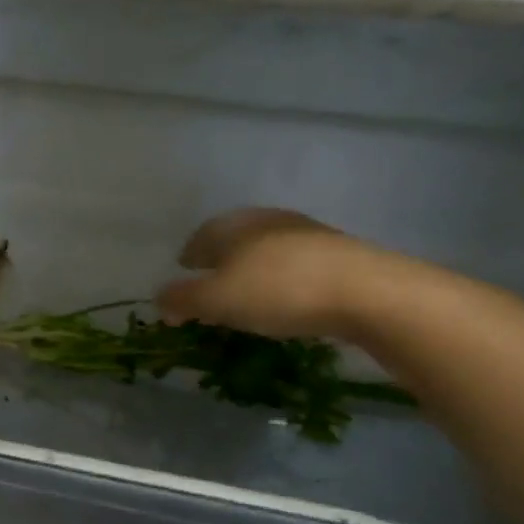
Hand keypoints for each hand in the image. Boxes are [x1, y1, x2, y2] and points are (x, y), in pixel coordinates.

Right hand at [157, 209, 399, 340]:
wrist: (364, 292)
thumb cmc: (276, 291)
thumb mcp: (216, 301)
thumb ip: (182, 300)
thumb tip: (159, 300)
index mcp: (236, 226)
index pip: (203, 235)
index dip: (189, 254)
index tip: (183, 269)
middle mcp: (269, 222)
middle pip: (235, 240)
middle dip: (219, 261)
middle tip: (209, 285)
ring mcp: (307, 235)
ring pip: (265, 252)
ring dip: (250, 271)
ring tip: (243, 296)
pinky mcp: (336, 255)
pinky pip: (293, 265)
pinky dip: (278, 280)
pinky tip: (281, 299)